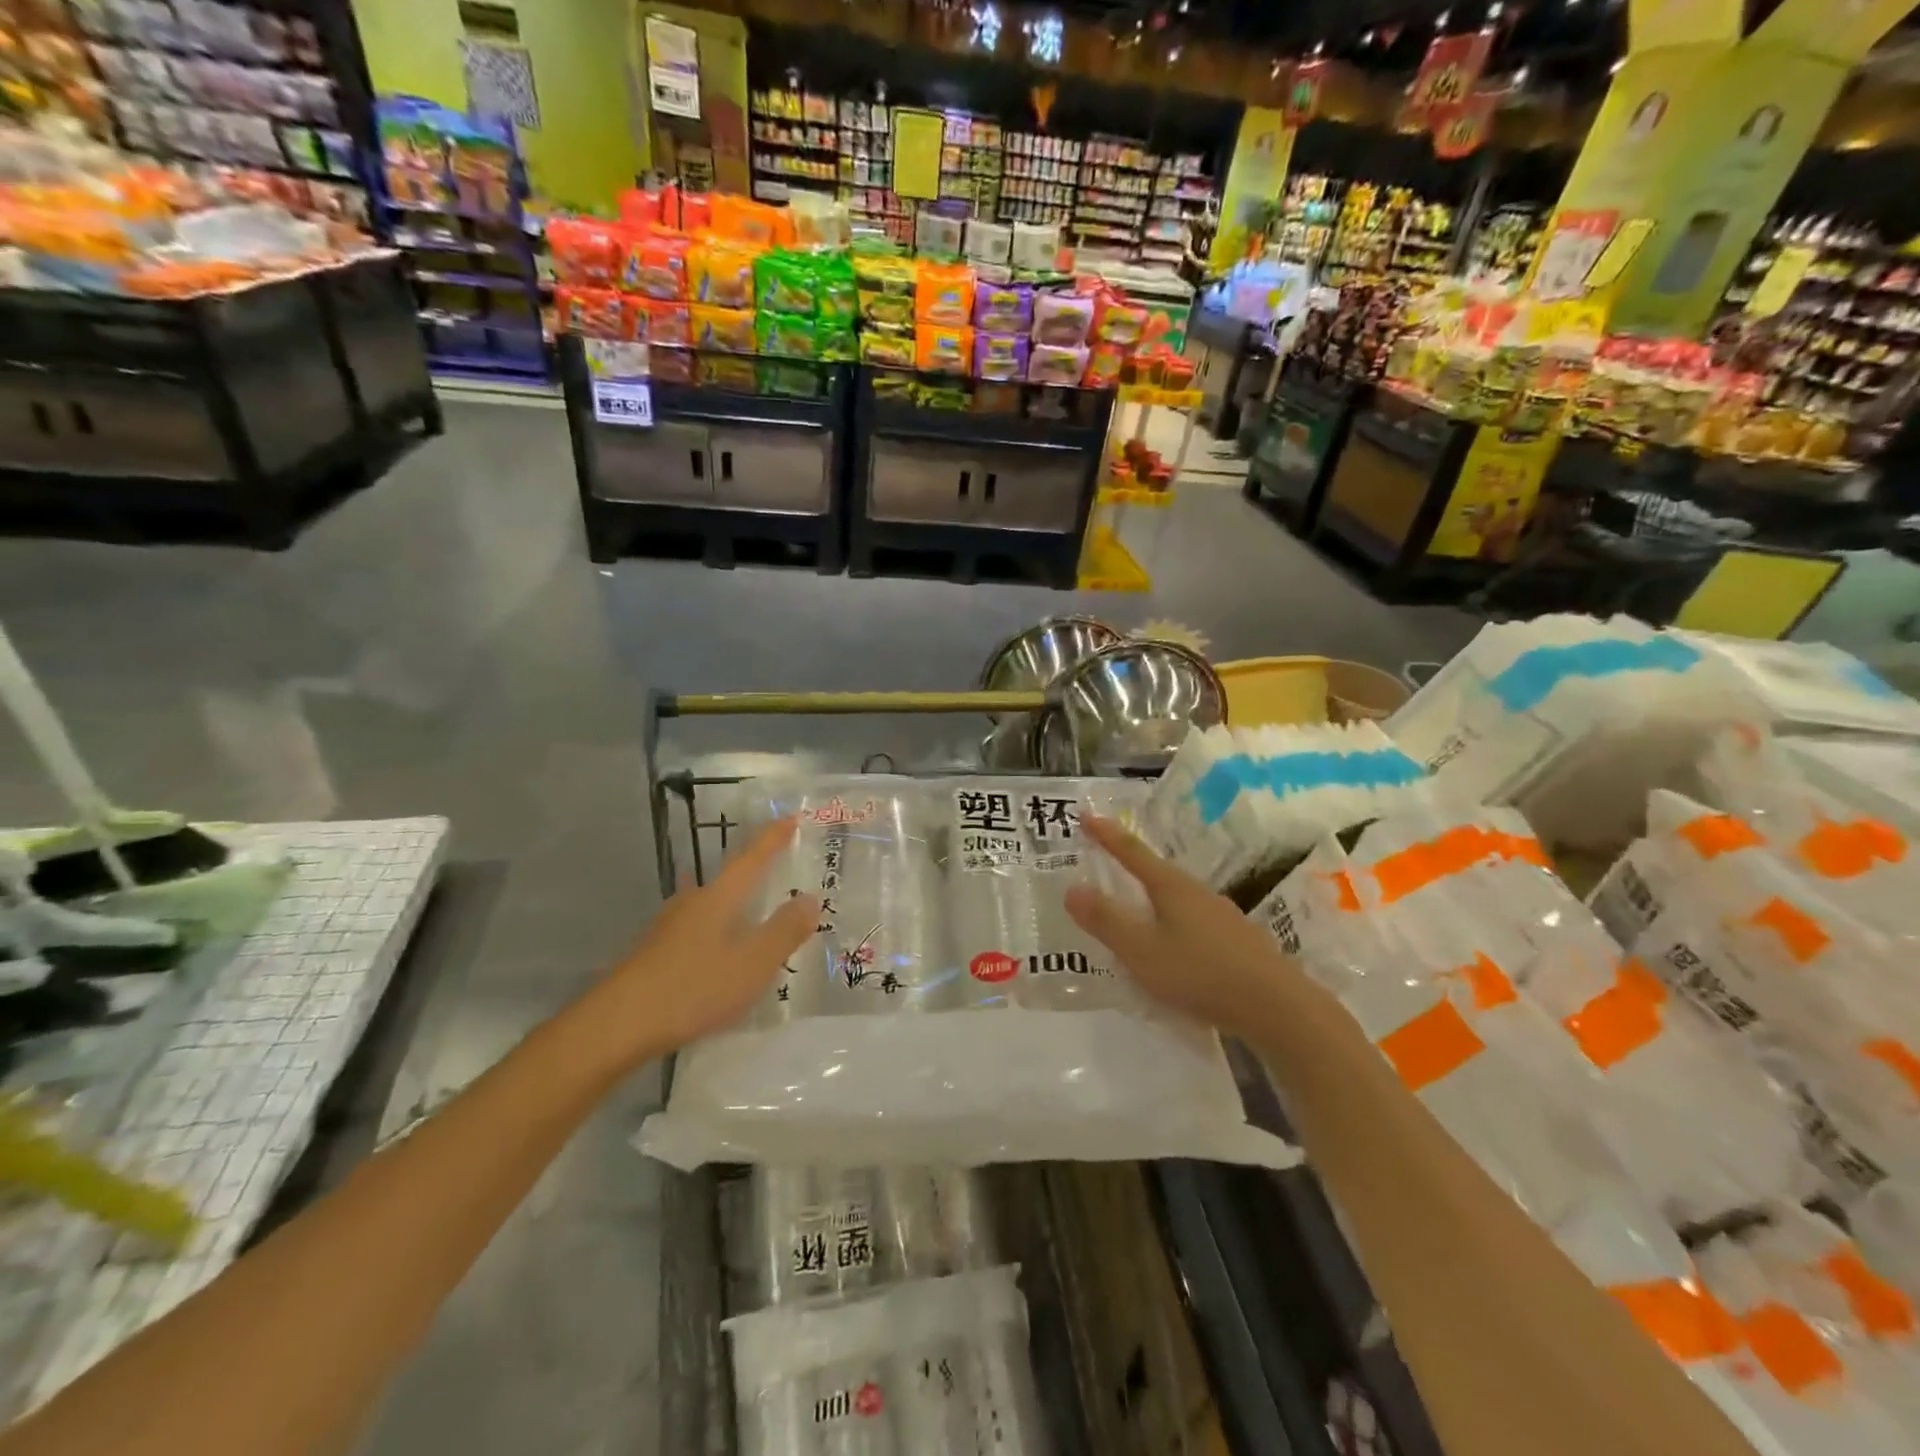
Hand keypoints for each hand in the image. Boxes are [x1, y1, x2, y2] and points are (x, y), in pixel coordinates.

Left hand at [573, 819, 817, 1071]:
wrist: (616, 1025)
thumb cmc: (692, 988)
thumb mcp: (751, 964)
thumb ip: (783, 931)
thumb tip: (810, 898)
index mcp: (718, 898)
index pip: (751, 859)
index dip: (772, 839)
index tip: (790, 817)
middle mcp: (692, 903)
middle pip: (728, 879)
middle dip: (754, 872)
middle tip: (778, 870)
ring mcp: (669, 928)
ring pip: (710, 905)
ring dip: (734, 903)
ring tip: (755, 913)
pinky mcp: (655, 953)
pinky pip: (698, 930)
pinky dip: (718, 930)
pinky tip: (721, 952)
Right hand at [1065, 816, 1302, 1040]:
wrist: (1278, 1007)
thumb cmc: (1201, 973)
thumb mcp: (1142, 950)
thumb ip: (1106, 921)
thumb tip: (1072, 888)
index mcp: (1171, 888)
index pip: (1132, 852)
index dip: (1107, 835)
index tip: (1086, 815)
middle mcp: (1198, 893)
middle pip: (1157, 872)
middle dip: (1130, 866)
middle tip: (1106, 862)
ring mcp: (1222, 916)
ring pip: (1177, 899)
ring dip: (1152, 899)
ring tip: (1135, 911)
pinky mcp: (1237, 942)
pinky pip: (1193, 923)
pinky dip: (1173, 925)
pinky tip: (1174, 948)